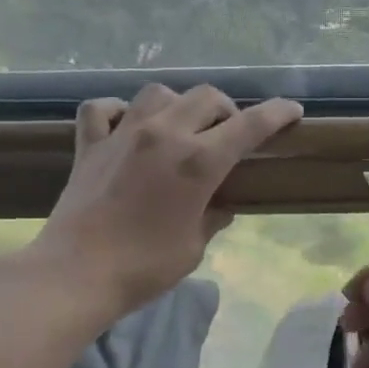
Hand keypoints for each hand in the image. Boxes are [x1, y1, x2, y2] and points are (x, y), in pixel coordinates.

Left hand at [30, 85, 302, 322]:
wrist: (76, 274)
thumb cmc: (144, 267)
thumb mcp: (193, 246)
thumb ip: (212, 217)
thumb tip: (220, 205)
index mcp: (198, 161)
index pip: (249, 125)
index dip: (276, 113)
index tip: (292, 111)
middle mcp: (164, 135)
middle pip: (206, 97)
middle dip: (226, 109)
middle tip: (228, 133)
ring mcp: (123, 134)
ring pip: (158, 93)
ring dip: (177, 104)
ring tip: (179, 127)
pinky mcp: (90, 145)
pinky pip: (102, 109)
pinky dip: (117, 110)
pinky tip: (124, 125)